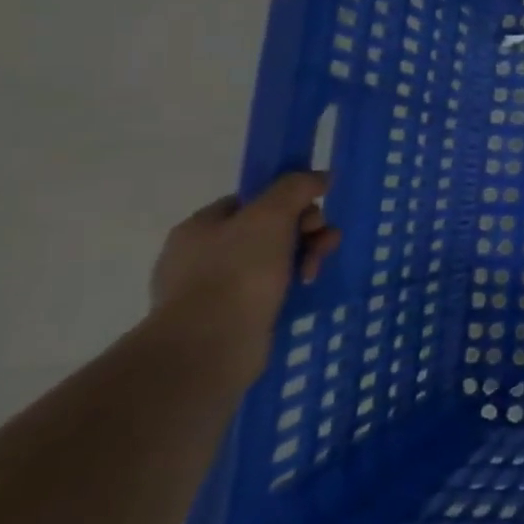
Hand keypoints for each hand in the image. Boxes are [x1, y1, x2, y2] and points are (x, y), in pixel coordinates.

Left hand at [148, 172, 340, 385]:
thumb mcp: (270, 215)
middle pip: (267, 230)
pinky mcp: (227, 319)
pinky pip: (267, 291)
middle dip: (304, 232)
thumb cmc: (237, 272)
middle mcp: (200, 256)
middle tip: (323, 244)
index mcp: (200, 227)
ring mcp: (211, 290)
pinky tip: (301, 292)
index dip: (288, 202)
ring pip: (272, 261)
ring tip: (313, 272)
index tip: (312, 215)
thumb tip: (320, 176)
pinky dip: (289, 287)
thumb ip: (296, 187)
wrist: (210, 346)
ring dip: (303, 258)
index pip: (251, 201)